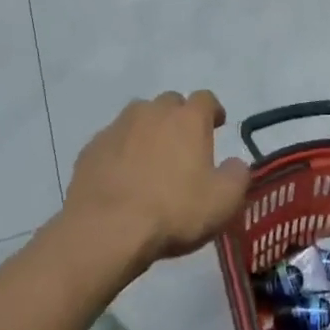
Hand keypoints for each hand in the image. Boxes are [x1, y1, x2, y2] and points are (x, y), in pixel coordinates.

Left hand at [64, 91, 249, 269]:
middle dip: (179, 118)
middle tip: (183, 145)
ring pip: (138, 117)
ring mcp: (118, 127)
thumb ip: (237, 176)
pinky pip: (113, 140)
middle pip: (170, 103)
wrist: (106, 230)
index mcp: (188, 119)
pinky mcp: (92, 147)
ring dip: (148, 130)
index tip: (217, 125)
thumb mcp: (223, 202)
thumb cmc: (173, 211)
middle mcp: (153, 112)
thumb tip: (235, 164)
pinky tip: (122, 176)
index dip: (213, 111)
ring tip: (151, 159)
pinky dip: (121, 150)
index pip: (206, 99)